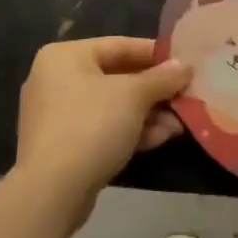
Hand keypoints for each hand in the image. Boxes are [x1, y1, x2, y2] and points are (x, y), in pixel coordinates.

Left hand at [15, 37, 190, 220]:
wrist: (52, 192)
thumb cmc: (91, 126)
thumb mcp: (134, 96)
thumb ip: (162, 78)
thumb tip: (185, 66)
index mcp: (65, 56)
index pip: (119, 45)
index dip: (155, 54)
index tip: (184, 63)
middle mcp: (56, 80)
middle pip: (117, 77)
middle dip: (155, 90)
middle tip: (186, 95)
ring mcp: (58, 115)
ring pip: (113, 106)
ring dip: (148, 113)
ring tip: (180, 122)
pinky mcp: (63, 145)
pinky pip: (103, 128)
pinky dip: (131, 130)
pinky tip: (162, 138)